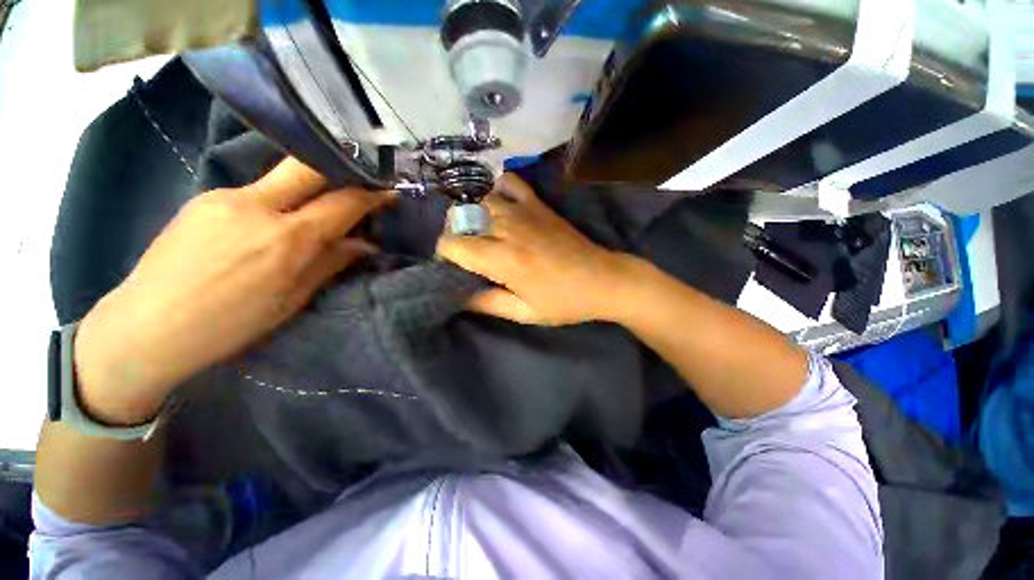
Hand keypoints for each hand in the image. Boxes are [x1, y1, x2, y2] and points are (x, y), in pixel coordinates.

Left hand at [74, 158, 392, 423]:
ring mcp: (226, 197)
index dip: (371, 196)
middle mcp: (258, 206)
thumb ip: (331, 263)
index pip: (342, 203)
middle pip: (308, 166)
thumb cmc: (230, 324)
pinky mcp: (204, 198)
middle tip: (356, 184)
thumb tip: (365, 244)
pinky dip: (275, 202)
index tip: (388, 192)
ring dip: (306, 191)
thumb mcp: (292, 299)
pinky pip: (253, 192)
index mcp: (287, 239)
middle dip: (339, 170)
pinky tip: (268, 224)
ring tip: (311, 212)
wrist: (148, 326)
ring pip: (280, 179)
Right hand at [436, 173, 629, 325]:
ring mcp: (524, 212)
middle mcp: (507, 229)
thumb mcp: (524, 313)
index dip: (445, 254)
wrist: (603, 279)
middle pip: (461, 219)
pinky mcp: (538, 204)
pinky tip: (501, 206)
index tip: (454, 265)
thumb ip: (488, 303)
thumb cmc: (564, 301)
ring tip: (482, 231)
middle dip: (456, 235)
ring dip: (473, 215)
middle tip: (468, 252)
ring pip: (480, 200)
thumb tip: (459, 296)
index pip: (452, 244)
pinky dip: (498, 190)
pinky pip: (510, 182)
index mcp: (502, 260)